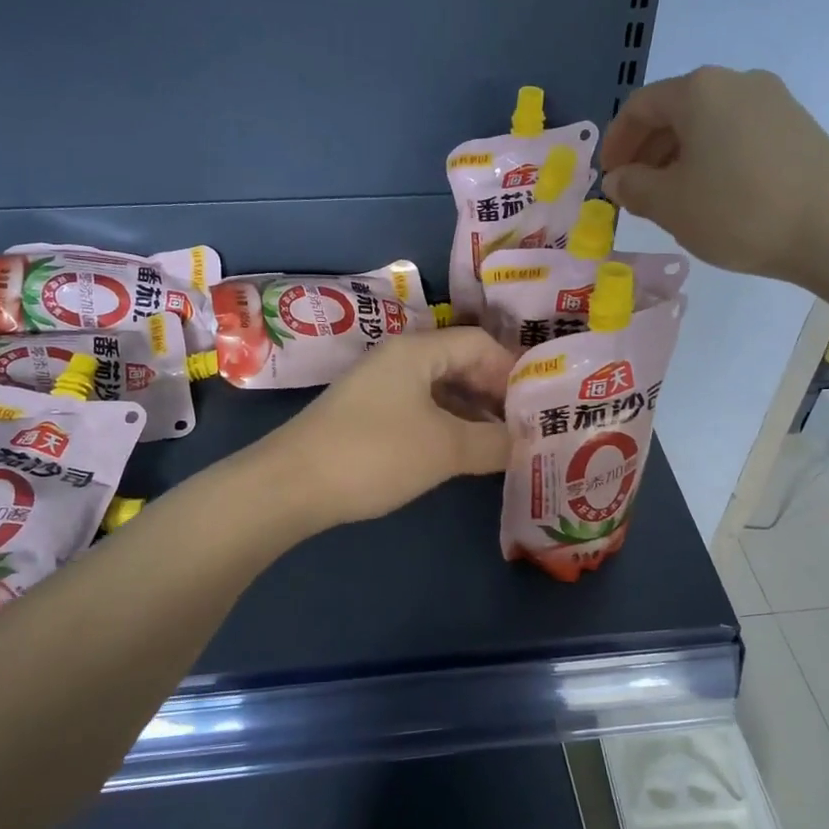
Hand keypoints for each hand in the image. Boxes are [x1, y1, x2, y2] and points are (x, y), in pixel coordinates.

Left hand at [260, 328, 512, 525]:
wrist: (291, 485)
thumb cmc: (374, 454)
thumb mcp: (444, 449)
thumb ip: (492, 442)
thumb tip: (523, 441)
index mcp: (417, 350)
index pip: (480, 343)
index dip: (512, 370)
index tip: (537, 405)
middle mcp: (398, 359)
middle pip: (460, 363)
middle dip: (495, 393)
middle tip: (524, 426)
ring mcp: (379, 388)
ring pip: (440, 389)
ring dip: (472, 413)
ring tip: (500, 444)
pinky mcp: (367, 416)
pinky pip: (420, 409)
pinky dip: (446, 426)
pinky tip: (460, 453)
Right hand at [601, 66, 828, 284]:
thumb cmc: (738, 211)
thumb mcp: (670, 205)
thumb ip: (634, 187)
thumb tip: (618, 178)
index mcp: (699, 91)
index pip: (639, 106)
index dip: (616, 142)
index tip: (608, 178)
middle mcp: (737, 82)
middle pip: (676, 110)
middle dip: (647, 150)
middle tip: (635, 191)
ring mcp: (774, 101)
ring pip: (708, 124)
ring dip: (679, 156)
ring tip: (672, 198)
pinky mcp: (798, 127)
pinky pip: (738, 134)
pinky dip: (713, 158)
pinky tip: (714, 195)